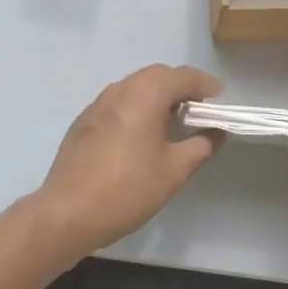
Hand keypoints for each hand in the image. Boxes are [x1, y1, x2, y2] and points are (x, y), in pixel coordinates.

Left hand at [31, 65, 224, 259]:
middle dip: (181, 87)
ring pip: (135, 87)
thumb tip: (215, 131)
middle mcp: (121, 89)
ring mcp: (98, 103)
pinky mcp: (84, 121)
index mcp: (145, 93)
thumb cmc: (127, 189)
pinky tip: (141, 135)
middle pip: (158, 75)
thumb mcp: (174, 171)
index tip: (220, 102)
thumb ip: (201, 145)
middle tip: (199, 111)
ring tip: (172, 123)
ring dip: (158, 96)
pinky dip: (137, 108)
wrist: (67, 213)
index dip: (206, 86)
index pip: (183, 76)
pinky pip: (118, 103)